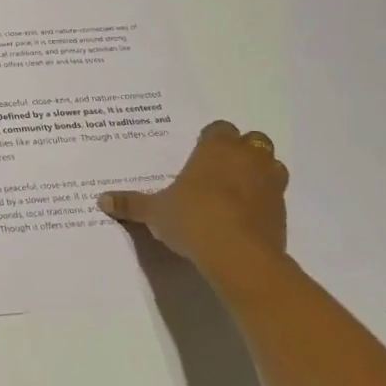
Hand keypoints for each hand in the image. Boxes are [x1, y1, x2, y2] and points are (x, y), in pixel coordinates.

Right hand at [99, 120, 289, 286]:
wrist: (239, 256)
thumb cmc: (193, 219)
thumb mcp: (155, 212)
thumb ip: (131, 204)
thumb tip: (102, 199)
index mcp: (217, 148)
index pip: (219, 129)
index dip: (210, 140)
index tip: (199, 154)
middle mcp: (248, 158)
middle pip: (252, 141)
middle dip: (240, 152)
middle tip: (219, 170)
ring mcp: (271, 184)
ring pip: (271, 166)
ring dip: (258, 174)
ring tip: (237, 192)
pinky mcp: (283, 212)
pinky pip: (276, 198)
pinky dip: (264, 203)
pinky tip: (246, 219)